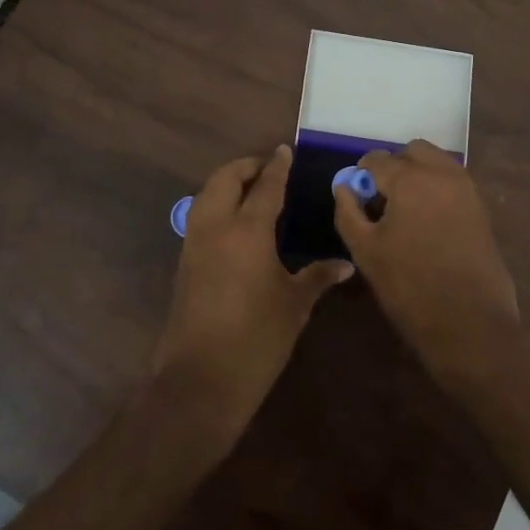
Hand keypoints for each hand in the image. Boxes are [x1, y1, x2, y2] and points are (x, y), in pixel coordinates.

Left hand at [152, 145, 352, 443]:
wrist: (200, 379)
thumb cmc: (256, 338)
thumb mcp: (294, 305)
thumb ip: (317, 277)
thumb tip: (345, 263)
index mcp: (247, 229)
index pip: (265, 186)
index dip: (277, 166)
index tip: (284, 151)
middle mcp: (215, 226)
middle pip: (225, 179)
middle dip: (245, 166)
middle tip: (268, 168)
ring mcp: (194, 244)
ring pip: (206, 195)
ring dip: (226, 183)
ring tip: (251, 189)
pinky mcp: (184, 263)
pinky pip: (200, 217)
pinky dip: (216, 204)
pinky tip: (235, 222)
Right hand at [332, 141, 519, 372]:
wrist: (469, 323)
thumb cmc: (409, 287)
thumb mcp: (365, 250)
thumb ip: (349, 211)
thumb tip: (344, 187)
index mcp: (410, 179)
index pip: (377, 159)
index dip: (362, 175)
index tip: (357, 197)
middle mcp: (442, 174)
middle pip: (413, 151)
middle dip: (395, 167)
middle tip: (382, 200)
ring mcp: (467, 190)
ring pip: (437, 163)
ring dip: (419, 175)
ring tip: (405, 212)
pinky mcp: (481, 209)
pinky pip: (453, 183)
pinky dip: (437, 189)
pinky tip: (427, 223)